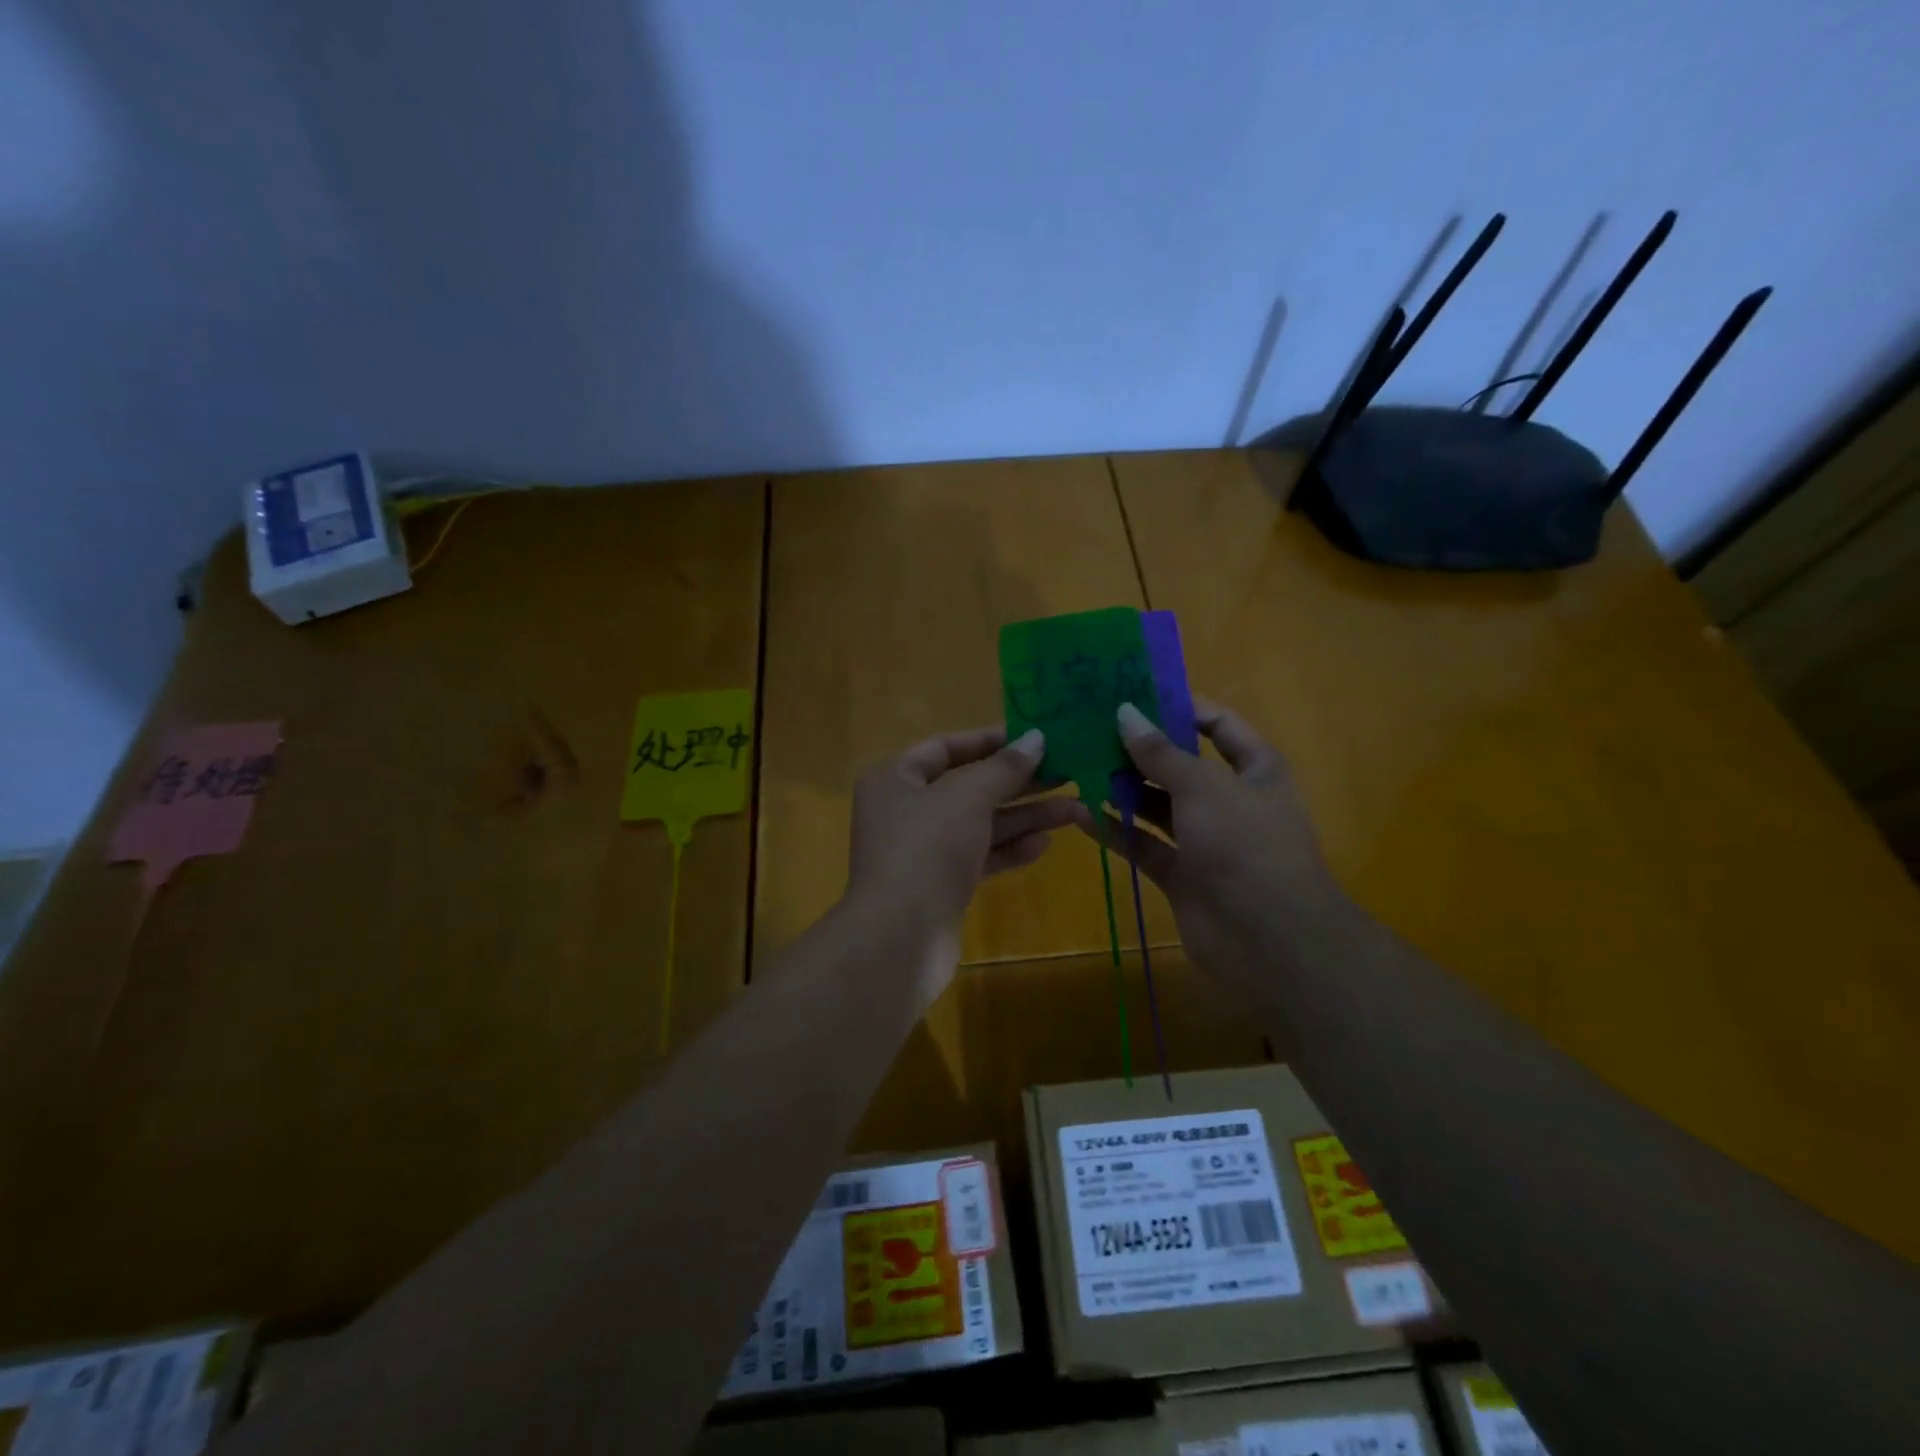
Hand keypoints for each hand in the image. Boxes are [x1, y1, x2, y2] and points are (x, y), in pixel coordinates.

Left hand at [847, 725, 1078, 942]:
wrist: (900, 938)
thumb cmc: (927, 848)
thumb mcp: (968, 797)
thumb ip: (1004, 768)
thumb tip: (1036, 738)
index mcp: (895, 780)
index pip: (944, 748)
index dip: (989, 741)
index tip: (1033, 739)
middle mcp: (905, 811)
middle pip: (968, 787)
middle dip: (1018, 783)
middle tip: (1067, 773)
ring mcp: (922, 851)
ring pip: (979, 825)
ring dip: (1024, 817)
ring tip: (1075, 810)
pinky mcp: (940, 885)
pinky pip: (979, 857)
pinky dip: (1009, 849)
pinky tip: (1045, 844)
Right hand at [1077, 698, 1344, 1002]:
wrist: (1271, 941)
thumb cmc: (1247, 847)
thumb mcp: (1204, 788)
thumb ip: (1160, 753)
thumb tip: (1124, 713)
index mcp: (1253, 770)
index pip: (1217, 725)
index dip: (1180, 707)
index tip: (1132, 694)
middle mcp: (1228, 800)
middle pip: (1178, 765)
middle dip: (1138, 749)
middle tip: (1089, 728)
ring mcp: (1203, 839)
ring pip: (1156, 805)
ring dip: (1121, 788)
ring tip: (1077, 764)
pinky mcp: (1180, 874)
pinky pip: (1142, 844)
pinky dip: (1114, 830)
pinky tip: (1078, 812)